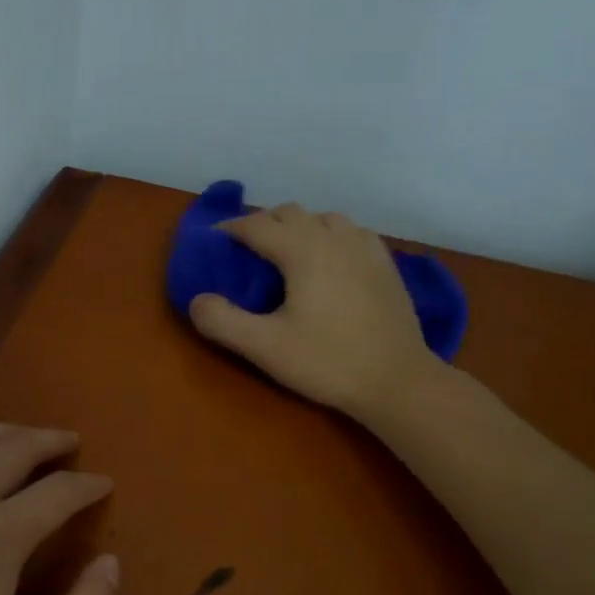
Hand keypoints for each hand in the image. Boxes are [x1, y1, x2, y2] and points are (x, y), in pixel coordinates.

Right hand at [190, 204, 443, 424]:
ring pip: (323, 218)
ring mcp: (365, 247)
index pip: (257, 225)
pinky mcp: (386, 263)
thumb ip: (222, 321)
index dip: (230, 229)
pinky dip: (330, 236)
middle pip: (290, 213)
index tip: (214, 241)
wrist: (398, 381)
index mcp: (303, 250)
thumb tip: (197, 300)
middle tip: (245, 251)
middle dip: (263, 224)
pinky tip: (329, 260)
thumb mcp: (265, 347)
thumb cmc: (327, 361)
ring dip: (298, 227)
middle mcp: (334, 237)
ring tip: (286, 253)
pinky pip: (351, 232)